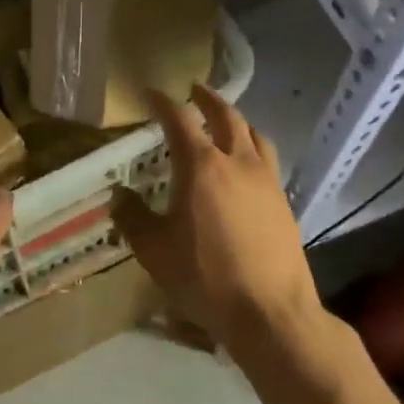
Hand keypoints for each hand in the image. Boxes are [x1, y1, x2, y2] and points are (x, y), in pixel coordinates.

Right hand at [111, 86, 321, 345]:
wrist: (270, 312)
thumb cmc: (205, 277)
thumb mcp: (154, 250)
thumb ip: (133, 218)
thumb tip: (120, 195)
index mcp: (202, 166)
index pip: (180, 120)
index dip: (163, 102)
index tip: (151, 92)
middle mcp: (238, 163)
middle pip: (226, 116)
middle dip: (208, 100)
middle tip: (194, 91)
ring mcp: (267, 181)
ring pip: (255, 135)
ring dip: (237, 120)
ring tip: (226, 122)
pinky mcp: (284, 203)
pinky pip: (268, 160)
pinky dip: (253, 148)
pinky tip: (246, 168)